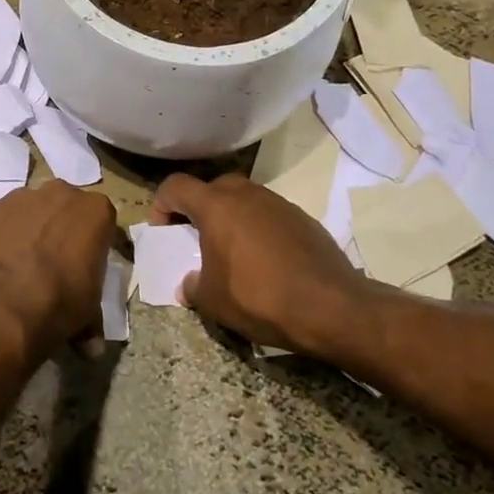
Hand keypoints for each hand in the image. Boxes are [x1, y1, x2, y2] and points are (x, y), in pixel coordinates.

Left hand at [0, 181, 115, 357]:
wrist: (4, 304)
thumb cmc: (61, 303)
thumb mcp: (88, 313)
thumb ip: (92, 320)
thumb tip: (91, 349)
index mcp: (95, 211)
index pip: (100, 221)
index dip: (93, 244)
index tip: (85, 266)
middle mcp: (59, 194)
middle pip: (62, 207)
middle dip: (58, 229)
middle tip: (51, 264)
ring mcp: (18, 198)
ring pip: (26, 210)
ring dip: (25, 230)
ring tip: (17, 267)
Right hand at [150, 173, 369, 355]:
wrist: (331, 307)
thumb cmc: (259, 298)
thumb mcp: (212, 301)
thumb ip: (193, 286)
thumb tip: (190, 283)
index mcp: (217, 206)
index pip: (176, 186)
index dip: (162, 205)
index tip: (165, 233)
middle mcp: (247, 194)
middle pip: (211, 188)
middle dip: (198, 209)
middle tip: (197, 239)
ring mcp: (279, 203)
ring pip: (244, 199)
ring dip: (231, 218)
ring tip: (232, 252)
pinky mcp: (303, 218)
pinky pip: (269, 215)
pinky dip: (258, 229)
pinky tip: (265, 261)